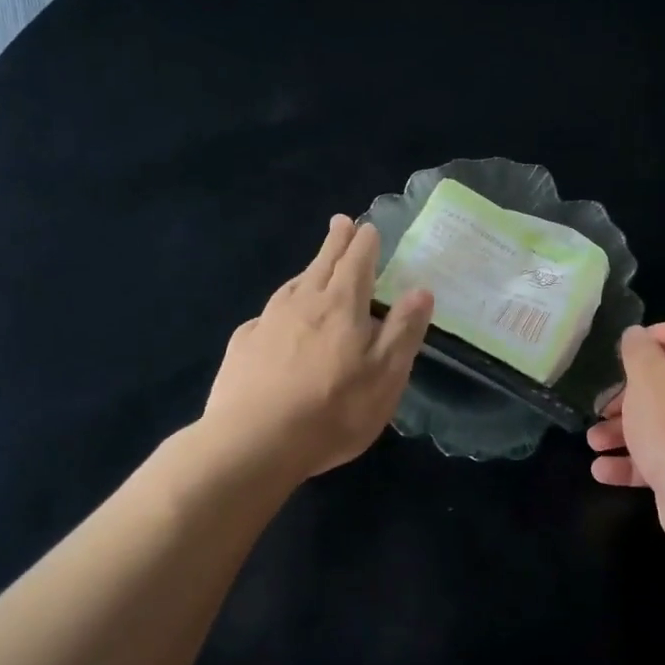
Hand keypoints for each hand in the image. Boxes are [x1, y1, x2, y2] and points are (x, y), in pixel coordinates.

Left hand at [203, 215, 433, 480]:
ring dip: (308, 271)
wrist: (254, 442)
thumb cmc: (333, 409)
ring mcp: (267, 321)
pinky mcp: (243, 346)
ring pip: (293, 285)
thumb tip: (421, 290)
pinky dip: (280, 309)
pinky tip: (277, 322)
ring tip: (315, 267)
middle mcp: (302, 302)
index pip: (357, 261)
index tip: (368, 227)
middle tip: (341, 222)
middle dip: (336, 241)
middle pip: (322, 263)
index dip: (365, 242)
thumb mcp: (386, 374)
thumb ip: (404, 330)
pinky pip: (267, 316)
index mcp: (342, 304)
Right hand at [586, 322, 664, 547]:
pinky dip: (635, 462)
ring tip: (594, 443)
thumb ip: (637, 350)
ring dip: (623, 432)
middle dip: (625, 398)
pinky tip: (603, 470)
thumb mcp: (646, 376)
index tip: (615, 356)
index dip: (645, 339)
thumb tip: (636, 335)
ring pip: (662, 424)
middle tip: (601, 408)